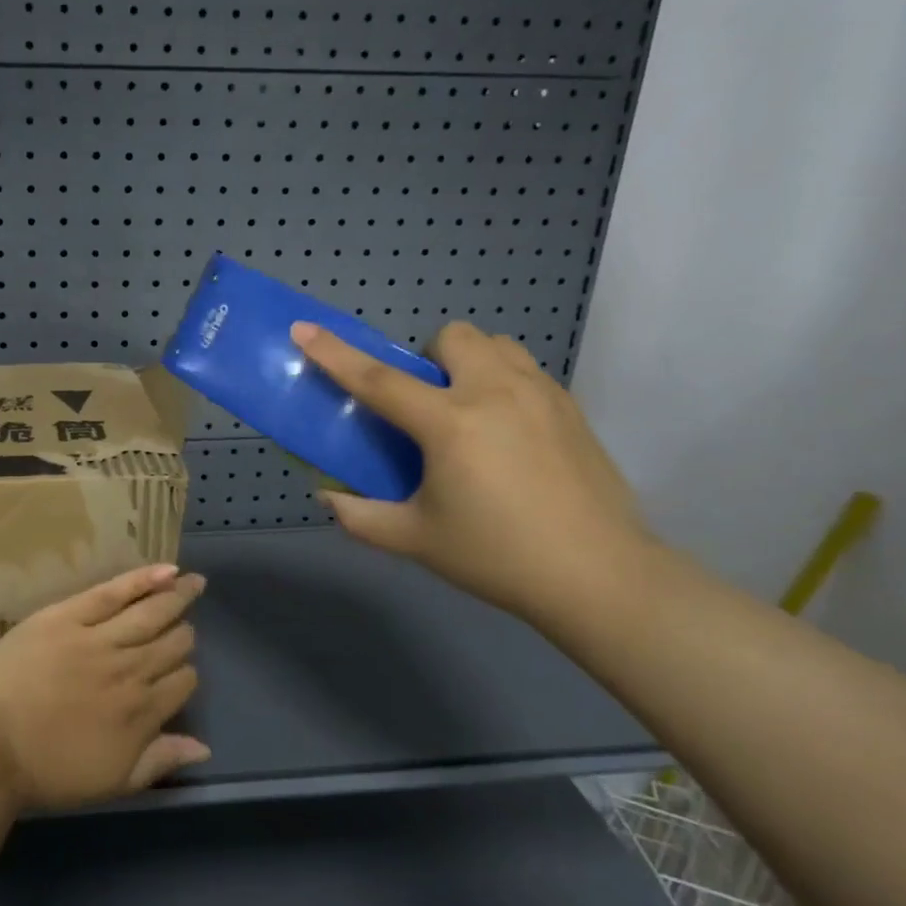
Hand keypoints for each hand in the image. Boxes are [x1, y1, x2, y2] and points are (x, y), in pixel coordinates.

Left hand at [0, 565, 208, 810]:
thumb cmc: (45, 771)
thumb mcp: (111, 782)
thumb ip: (159, 761)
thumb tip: (204, 748)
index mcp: (141, 711)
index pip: (182, 682)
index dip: (186, 674)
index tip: (179, 672)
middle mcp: (130, 670)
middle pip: (172, 644)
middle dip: (184, 635)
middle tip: (184, 627)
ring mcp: (100, 638)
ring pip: (151, 613)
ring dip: (177, 598)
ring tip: (195, 583)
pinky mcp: (70, 615)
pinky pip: (114, 592)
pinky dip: (143, 579)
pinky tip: (168, 570)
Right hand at [290, 319, 655, 625]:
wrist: (601, 577)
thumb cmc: (498, 556)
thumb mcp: (416, 540)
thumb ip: (361, 517)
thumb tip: (329, 498)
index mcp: (450, 424)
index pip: (378, 379)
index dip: (334, 353)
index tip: (304, 328)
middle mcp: (495, 393)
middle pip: (452, 337)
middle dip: (429, 359)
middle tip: (427, 405)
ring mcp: (540, 395)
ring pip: (496, 344)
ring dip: (470, 363)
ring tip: (468, 411)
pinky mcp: (571, 409)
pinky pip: (526, 370)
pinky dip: (503, 382)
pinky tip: (507, 433)